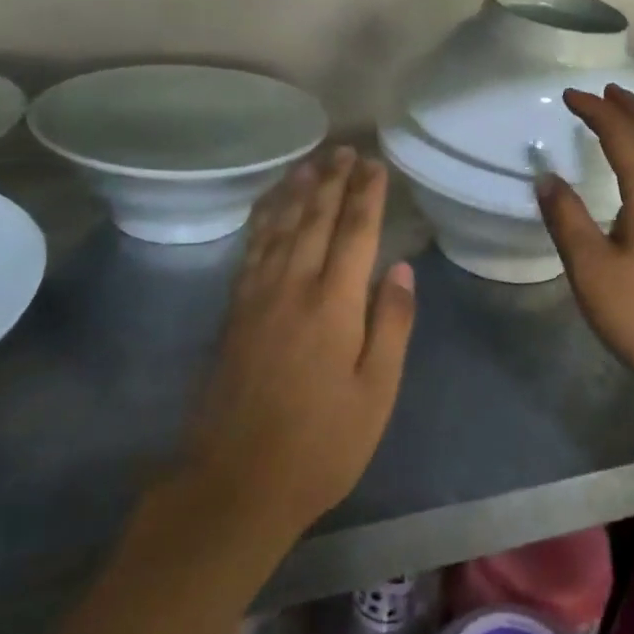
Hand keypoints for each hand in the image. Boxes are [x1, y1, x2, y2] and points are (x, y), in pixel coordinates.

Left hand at [187, 148, 415, 534]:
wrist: (234, 483)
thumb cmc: (320, 445)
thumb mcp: (375, 394)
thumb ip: (390, 326)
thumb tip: (400, 269)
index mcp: (334, 305)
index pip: (355, 233)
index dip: (366, 195)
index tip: (374, 164)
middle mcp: (293, 287)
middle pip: (315, 220)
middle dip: (332, 182)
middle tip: (344, 150)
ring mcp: (257, 297)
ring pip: (280, 228)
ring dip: (296, 192)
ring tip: (309, 163)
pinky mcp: (234, 312)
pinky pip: (251, 251)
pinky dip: (263, 221)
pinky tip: (268, 210)